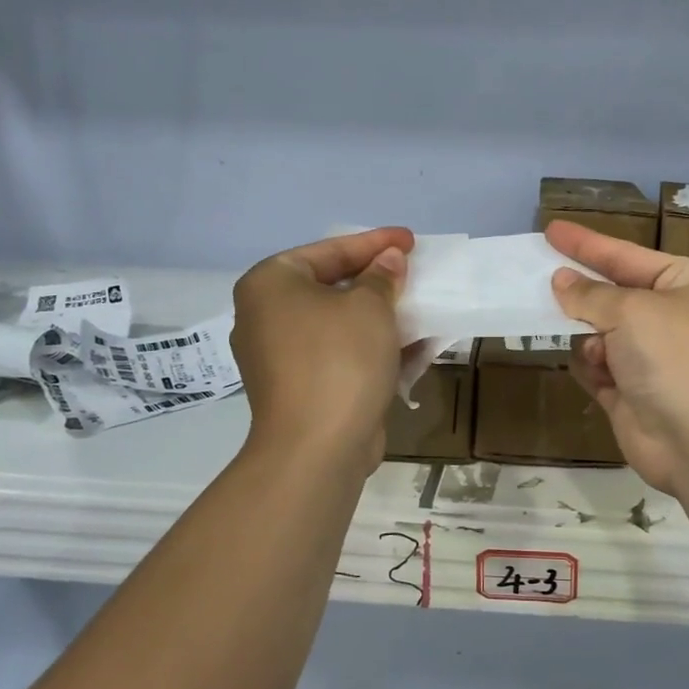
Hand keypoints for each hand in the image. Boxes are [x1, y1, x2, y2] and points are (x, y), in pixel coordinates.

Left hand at [231, 228, 412, 471]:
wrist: (317, 449)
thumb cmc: (339, 359)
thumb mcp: (370, 306)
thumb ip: (382, 277)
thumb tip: (388, 261)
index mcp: (270, 285)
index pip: (329, 250)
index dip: (374, 242)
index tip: (410, 240)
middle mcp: (267, 316)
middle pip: (332, 286)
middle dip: (378, 281)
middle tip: (413, 271)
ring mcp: (282, 357)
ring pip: (340, 324)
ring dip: (381, 316)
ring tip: (421, 306)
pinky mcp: (302, 388)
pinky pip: (342, 355)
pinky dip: (375, 348)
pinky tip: (416, 345)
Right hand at [547, 221, 688, 494]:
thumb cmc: (677, 358)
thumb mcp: (632, 311)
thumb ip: (590, 294)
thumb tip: (561, 281)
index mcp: (686, 284)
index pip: (625, 255)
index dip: (587, 243)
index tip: (551, 229)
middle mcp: (672, 317)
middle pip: (612, 295)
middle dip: (582, 294)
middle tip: (538, 279)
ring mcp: (653, 359)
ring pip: (600, 333)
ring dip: (590, 338)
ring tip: (597, 349)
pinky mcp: (634, 395)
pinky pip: (598, 368)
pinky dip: (593, 368)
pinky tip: (601, 375)